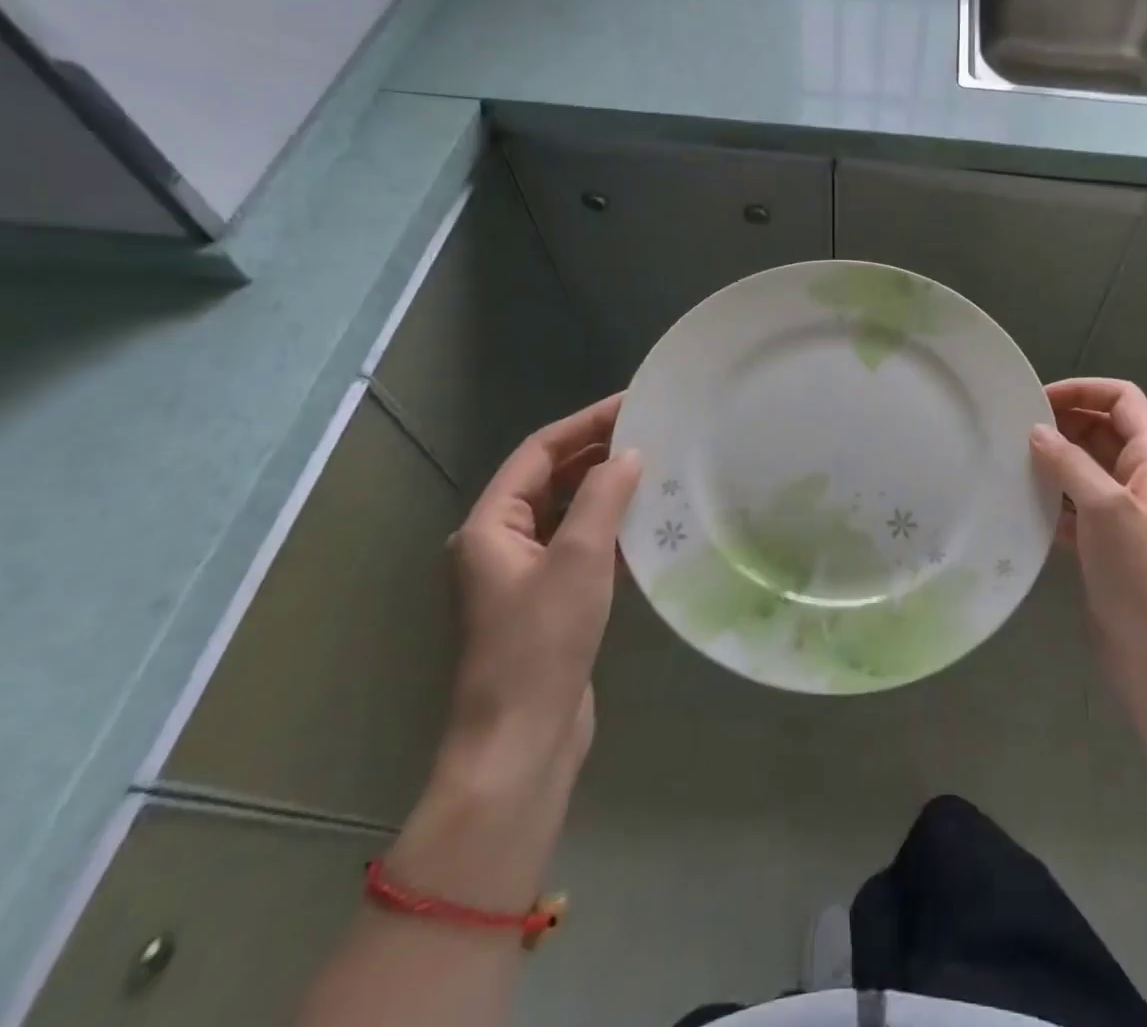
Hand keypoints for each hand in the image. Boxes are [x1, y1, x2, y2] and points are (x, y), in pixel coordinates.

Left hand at [442, 394, 641, 785]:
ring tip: (657, 469)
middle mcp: (499, 544)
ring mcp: (523, 576)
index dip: (584, 424)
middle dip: (597, 454)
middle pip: (549, 481)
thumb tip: (629, 454)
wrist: (522, 743)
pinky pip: (580, 549)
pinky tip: (648, 525)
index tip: (632, 403)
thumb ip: (603, 498)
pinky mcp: (548, 603)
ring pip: (567, 515)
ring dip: (607, 492)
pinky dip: (610, 531)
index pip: (537, 453)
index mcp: (489, 527)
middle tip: (652, 432)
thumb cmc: (541, 644)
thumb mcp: (578, 560)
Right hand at [1030, 378, 1146, 678]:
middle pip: (1102, 429)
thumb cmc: (1139, 575)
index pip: (1123, 400)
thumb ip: (1071, 463)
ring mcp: (1123, 512)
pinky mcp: (1104, 542)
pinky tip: (1023, 502)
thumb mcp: (1105, 509)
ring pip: (1086, 466)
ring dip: (1054, 459)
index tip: (1039, 400)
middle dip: (1063, 423)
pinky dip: (1052, 495)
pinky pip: (1075, 503)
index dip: (1085, 390)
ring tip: (1012, 460)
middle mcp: (1141, 479)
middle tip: (1016, 430)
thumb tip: (1036, 430)